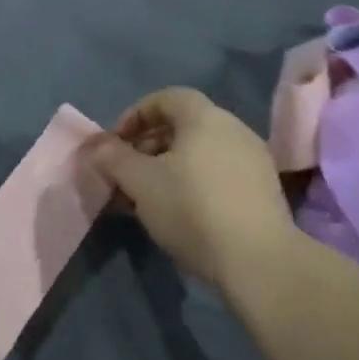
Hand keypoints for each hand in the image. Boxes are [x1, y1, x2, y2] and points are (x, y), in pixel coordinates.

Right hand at [87, 87, 295, 289]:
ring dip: (168, 167)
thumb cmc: (192, 209)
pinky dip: (192, 182)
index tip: (115, 144)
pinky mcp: (263, 191)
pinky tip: (179, 212)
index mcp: (205, 118)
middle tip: (126, 173)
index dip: (135, 115)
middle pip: (182, 125)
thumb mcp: (140, 182)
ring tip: (147, 198)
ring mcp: (253, 160)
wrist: (259, 261)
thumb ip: (113, 158)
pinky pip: (218, 173)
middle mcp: (234, 129)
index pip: (166, 98)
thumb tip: (95, 144)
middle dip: (147, 145)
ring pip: (199, 152)